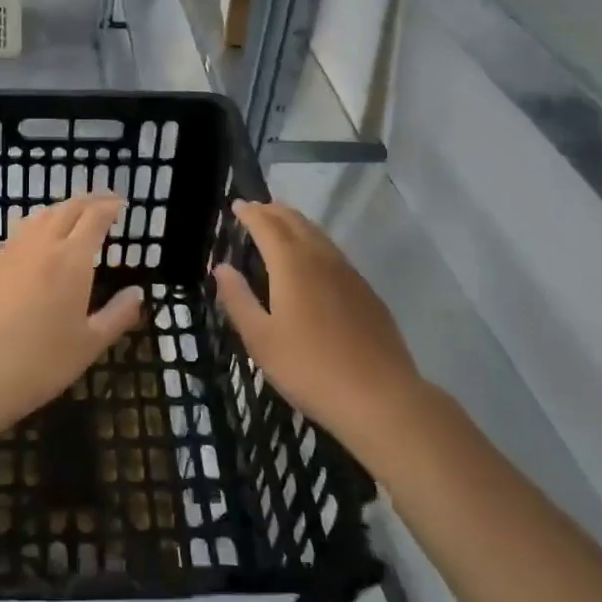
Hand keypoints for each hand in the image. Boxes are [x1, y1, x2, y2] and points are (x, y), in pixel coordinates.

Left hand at [0, 193, 145, 421]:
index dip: (110, 207)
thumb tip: (137, 293)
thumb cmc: (42, 361)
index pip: (95, 217)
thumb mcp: (90, 344)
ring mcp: (13, 252)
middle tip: (104, 203)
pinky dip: (38, 225)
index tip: (121, 205)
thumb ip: (117, 315)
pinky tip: (39, 240)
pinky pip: (20, 232)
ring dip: (62, 209)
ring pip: (40, 216)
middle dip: (89, 201)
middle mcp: (43, 245)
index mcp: (73, 259)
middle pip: (68, 209)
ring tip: (74, 216)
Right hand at [213, 201, 425, 452]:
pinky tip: (313, 262)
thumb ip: (238, 299)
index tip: (237, 205)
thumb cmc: (309, 368)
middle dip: (273, 211)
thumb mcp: (260, 339)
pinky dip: (315, 243)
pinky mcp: (367, 292)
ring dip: (296, 224)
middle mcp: (321, 259)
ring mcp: (349, 274)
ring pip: (319, 235)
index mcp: (292, 264)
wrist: (379, 397)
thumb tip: (221, 268)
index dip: (250, 213)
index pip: (267, 225)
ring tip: (280, 225)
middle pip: (296, 222)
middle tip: (256, 209)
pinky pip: (334, 254)